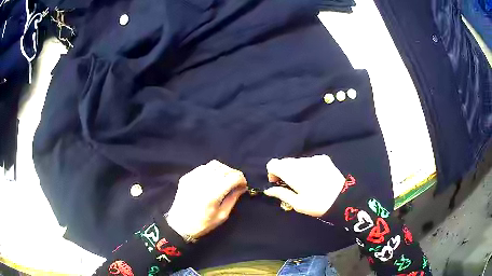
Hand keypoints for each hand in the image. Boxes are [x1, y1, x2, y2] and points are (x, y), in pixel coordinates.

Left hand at [166, 160, 247, 238]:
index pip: (233, 177)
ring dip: (223, 170)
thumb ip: (233, 199)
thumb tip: (241, 188)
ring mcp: (193, 177)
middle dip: (234, 174)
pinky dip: (211, 170)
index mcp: (213, 194)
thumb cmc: (203, 224)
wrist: (179, 225)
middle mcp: (203, 182)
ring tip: (225, 179)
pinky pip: (203, 167)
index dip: (242, 179)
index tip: (243, 185)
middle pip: (225, 169)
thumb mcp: (222, 216)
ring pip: (214, 164)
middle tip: (236, 183)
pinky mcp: (186, 177)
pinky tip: (212, 179)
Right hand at [264, 155, 344, 216]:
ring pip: (297, 161)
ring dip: (296, 170)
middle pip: (285, 162)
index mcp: (293, 172)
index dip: (272, 173)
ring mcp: (314, 158)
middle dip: (284, 172)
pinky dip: (307, 167)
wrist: (343, 199)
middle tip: (291, 186)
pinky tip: (315, 178)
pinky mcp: (324, 159)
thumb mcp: (297, 204)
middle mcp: (302, 161)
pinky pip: (309, 160)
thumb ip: (281, 194)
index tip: (278, 183)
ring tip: (305, 183)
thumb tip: (268, 190)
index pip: (273, 163)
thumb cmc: (317, 204)